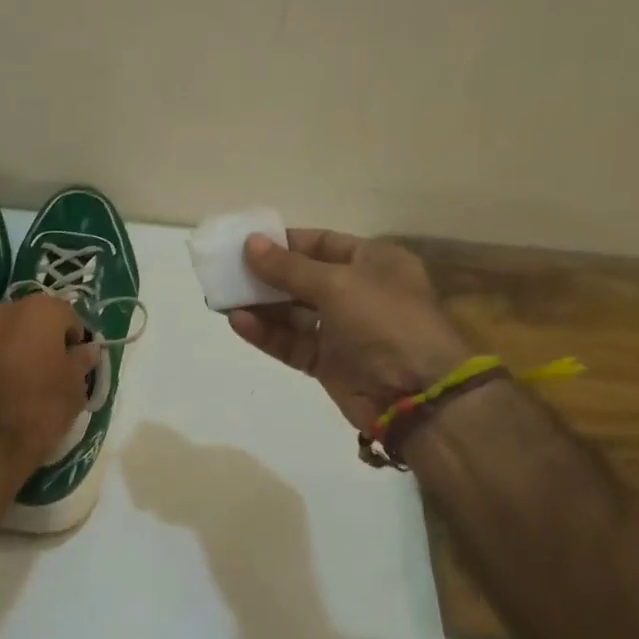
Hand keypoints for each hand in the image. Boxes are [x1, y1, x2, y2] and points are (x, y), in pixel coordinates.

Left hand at [0, 294, 100, 472]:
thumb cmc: (39, 408)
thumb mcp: (74, 388)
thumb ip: (82, 362)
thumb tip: (87, 350)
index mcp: (40, 310)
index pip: (67, 316)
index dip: (74, 340)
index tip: (74, 365)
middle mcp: (4, 310)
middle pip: (32, 320)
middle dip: (41, 340)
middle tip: (48, 373)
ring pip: (4, 334)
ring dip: (14, 349)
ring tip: (19, 384)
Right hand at [229, 230, 474, 430]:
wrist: (417, 396)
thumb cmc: (385, 322)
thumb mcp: (337, 284)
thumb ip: (288, 267)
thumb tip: (250, 244)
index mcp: (374, 262)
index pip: (323, 243)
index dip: (286, 242)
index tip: (247, 243)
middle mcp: (359, 292)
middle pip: (303, 278)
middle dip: (266, 275)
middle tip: (226, 271)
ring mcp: (344, 330)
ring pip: (294, 312)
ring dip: (260, 305)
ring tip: (221, 297)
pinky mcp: (329, 363)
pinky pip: (292, 342)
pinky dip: (267, 333)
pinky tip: (238, 322)